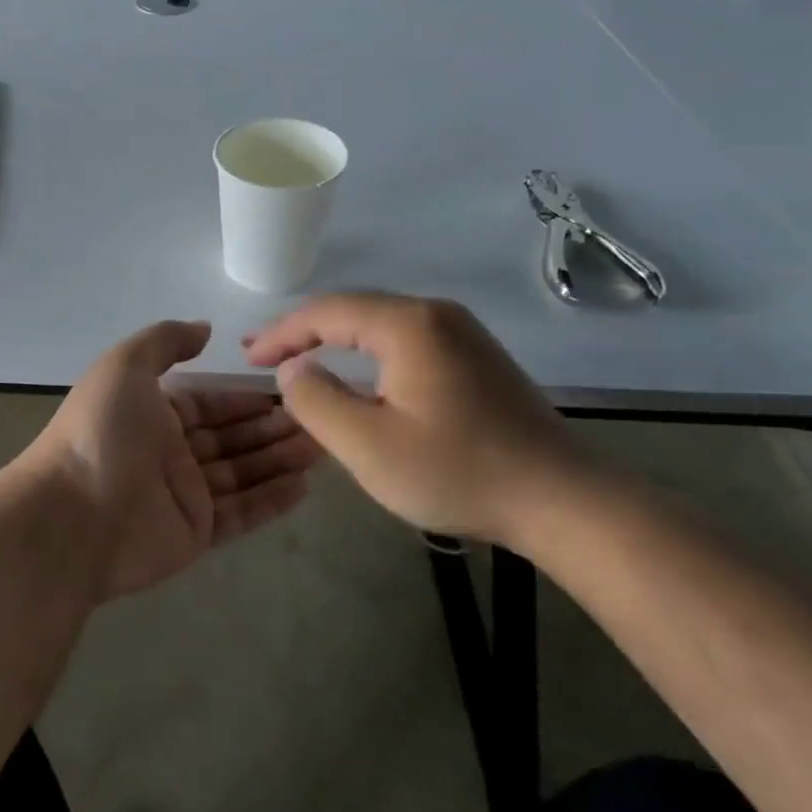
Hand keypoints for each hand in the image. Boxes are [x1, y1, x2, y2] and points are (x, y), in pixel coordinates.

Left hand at [19, 320, 319, 599]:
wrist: (71, 517)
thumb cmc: (100, 433)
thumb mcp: (124, 366)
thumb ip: (165, 341)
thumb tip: (205, 328)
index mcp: (152, 412)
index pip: (209, 401)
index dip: (246, 396)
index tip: (291, 389)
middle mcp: (169, 451)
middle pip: (231, 437)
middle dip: (273, 427)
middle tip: (323, 418)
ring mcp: (183, 494)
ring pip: (242, 472)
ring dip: (280, 459)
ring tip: (325, 446)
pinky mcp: (195, 532)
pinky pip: (241, 512)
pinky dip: (271, 500)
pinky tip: (305, 485)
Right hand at [243, 292, 596, 544]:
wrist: (564, 501)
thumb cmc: (458, 472)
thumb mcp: (368, 445)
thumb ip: (316, 400)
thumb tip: (293, 368)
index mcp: (408, 325)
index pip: (326, 312)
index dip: (281, 333)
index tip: (248, 358)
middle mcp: (436, 314)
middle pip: (353, 310)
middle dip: (304, 332)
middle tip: (264, 356)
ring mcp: (462, 333)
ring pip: (380, 324)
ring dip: (335, 341)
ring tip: (300, 361)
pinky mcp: (476, 357)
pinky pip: (405, 341)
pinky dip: (367, 353)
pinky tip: (357, 375)